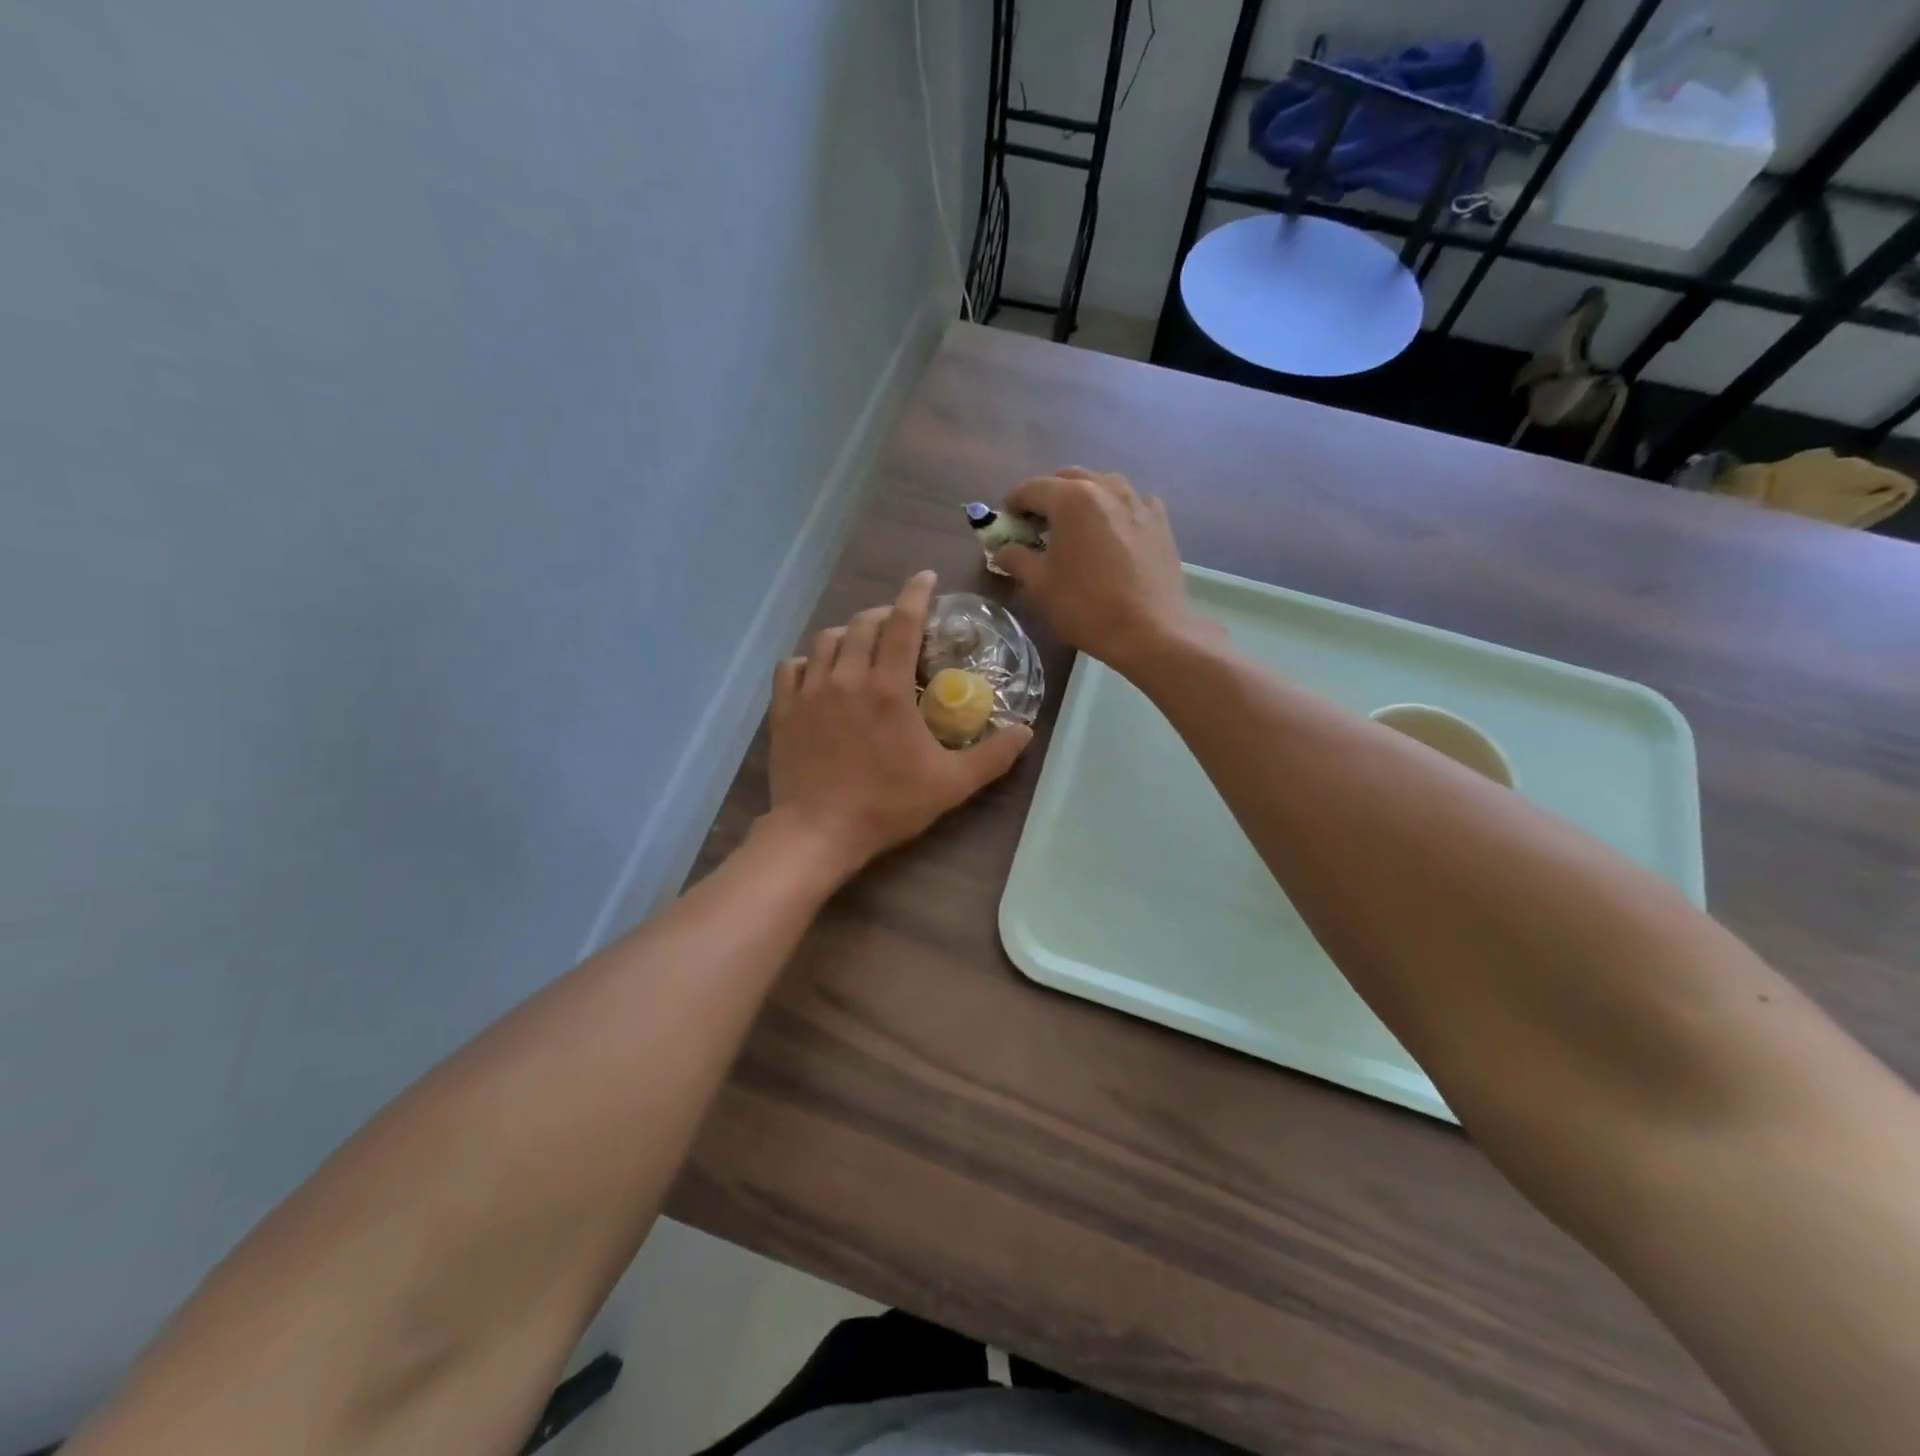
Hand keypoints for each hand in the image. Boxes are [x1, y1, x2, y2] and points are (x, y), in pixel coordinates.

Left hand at [764, 571, 1032, 879]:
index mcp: (888, 688)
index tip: (926, 578)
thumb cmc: (887, 805)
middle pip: (863, 624)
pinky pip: (792, 667)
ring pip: (827, 640)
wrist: (818, 832)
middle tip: (899, 626)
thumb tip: (1027, 731)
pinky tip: (819, 673)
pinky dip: (809, 661)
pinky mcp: (784, 710)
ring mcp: (810, 692)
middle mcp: (847, 678)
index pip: (902, 623)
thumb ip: (993, 756)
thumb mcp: (951, 784)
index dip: (915, 594)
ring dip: (848, 635)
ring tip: (861, 648)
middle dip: (884, 615)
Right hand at [993, 467, 1214, 673]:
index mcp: (1071, 499)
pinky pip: (1132, 502)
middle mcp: (1106, 488)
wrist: (1150, 631)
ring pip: (1103, 485)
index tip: (1006, 521)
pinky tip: (1113, 534)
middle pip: (1068, 479)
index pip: (1032, 488)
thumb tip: (1003, 551)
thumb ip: (1017, 559)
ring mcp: (1138, 502)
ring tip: (1077, 527)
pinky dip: (1116, 510)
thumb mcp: (1041, 586)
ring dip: (1083, 498)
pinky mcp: (1160, 521)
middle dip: (1048, 496)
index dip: (1013, 503)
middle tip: (1039, 526)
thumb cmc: (1086, 607)